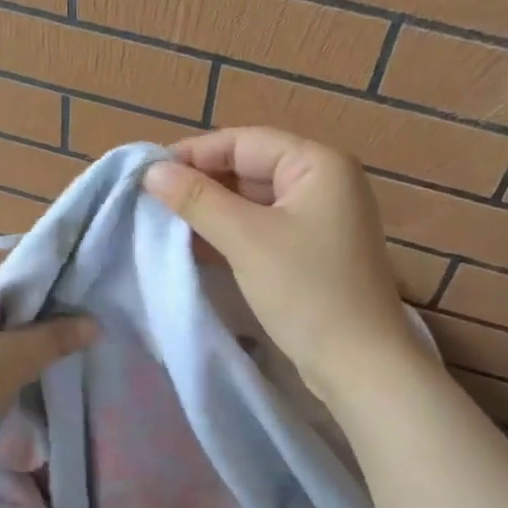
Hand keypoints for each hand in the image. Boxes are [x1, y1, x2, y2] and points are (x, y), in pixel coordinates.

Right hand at [142, 128, 421, 405]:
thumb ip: (197, 200)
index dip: (194, 154)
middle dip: (201, 183)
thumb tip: (150, 171)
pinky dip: (231, 233)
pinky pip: (263, 228)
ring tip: (164, 222)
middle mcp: (324, 181)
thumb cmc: (306, 291)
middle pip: (250, 167)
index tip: (147, 173)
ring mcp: (320, 218)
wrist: (360, 365)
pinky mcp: (312, 250)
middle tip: (150, 200)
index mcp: (318, 163)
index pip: (244, 141)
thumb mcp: (246, 240)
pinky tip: (194, 244)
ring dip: (212, 210)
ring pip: (254, 200)